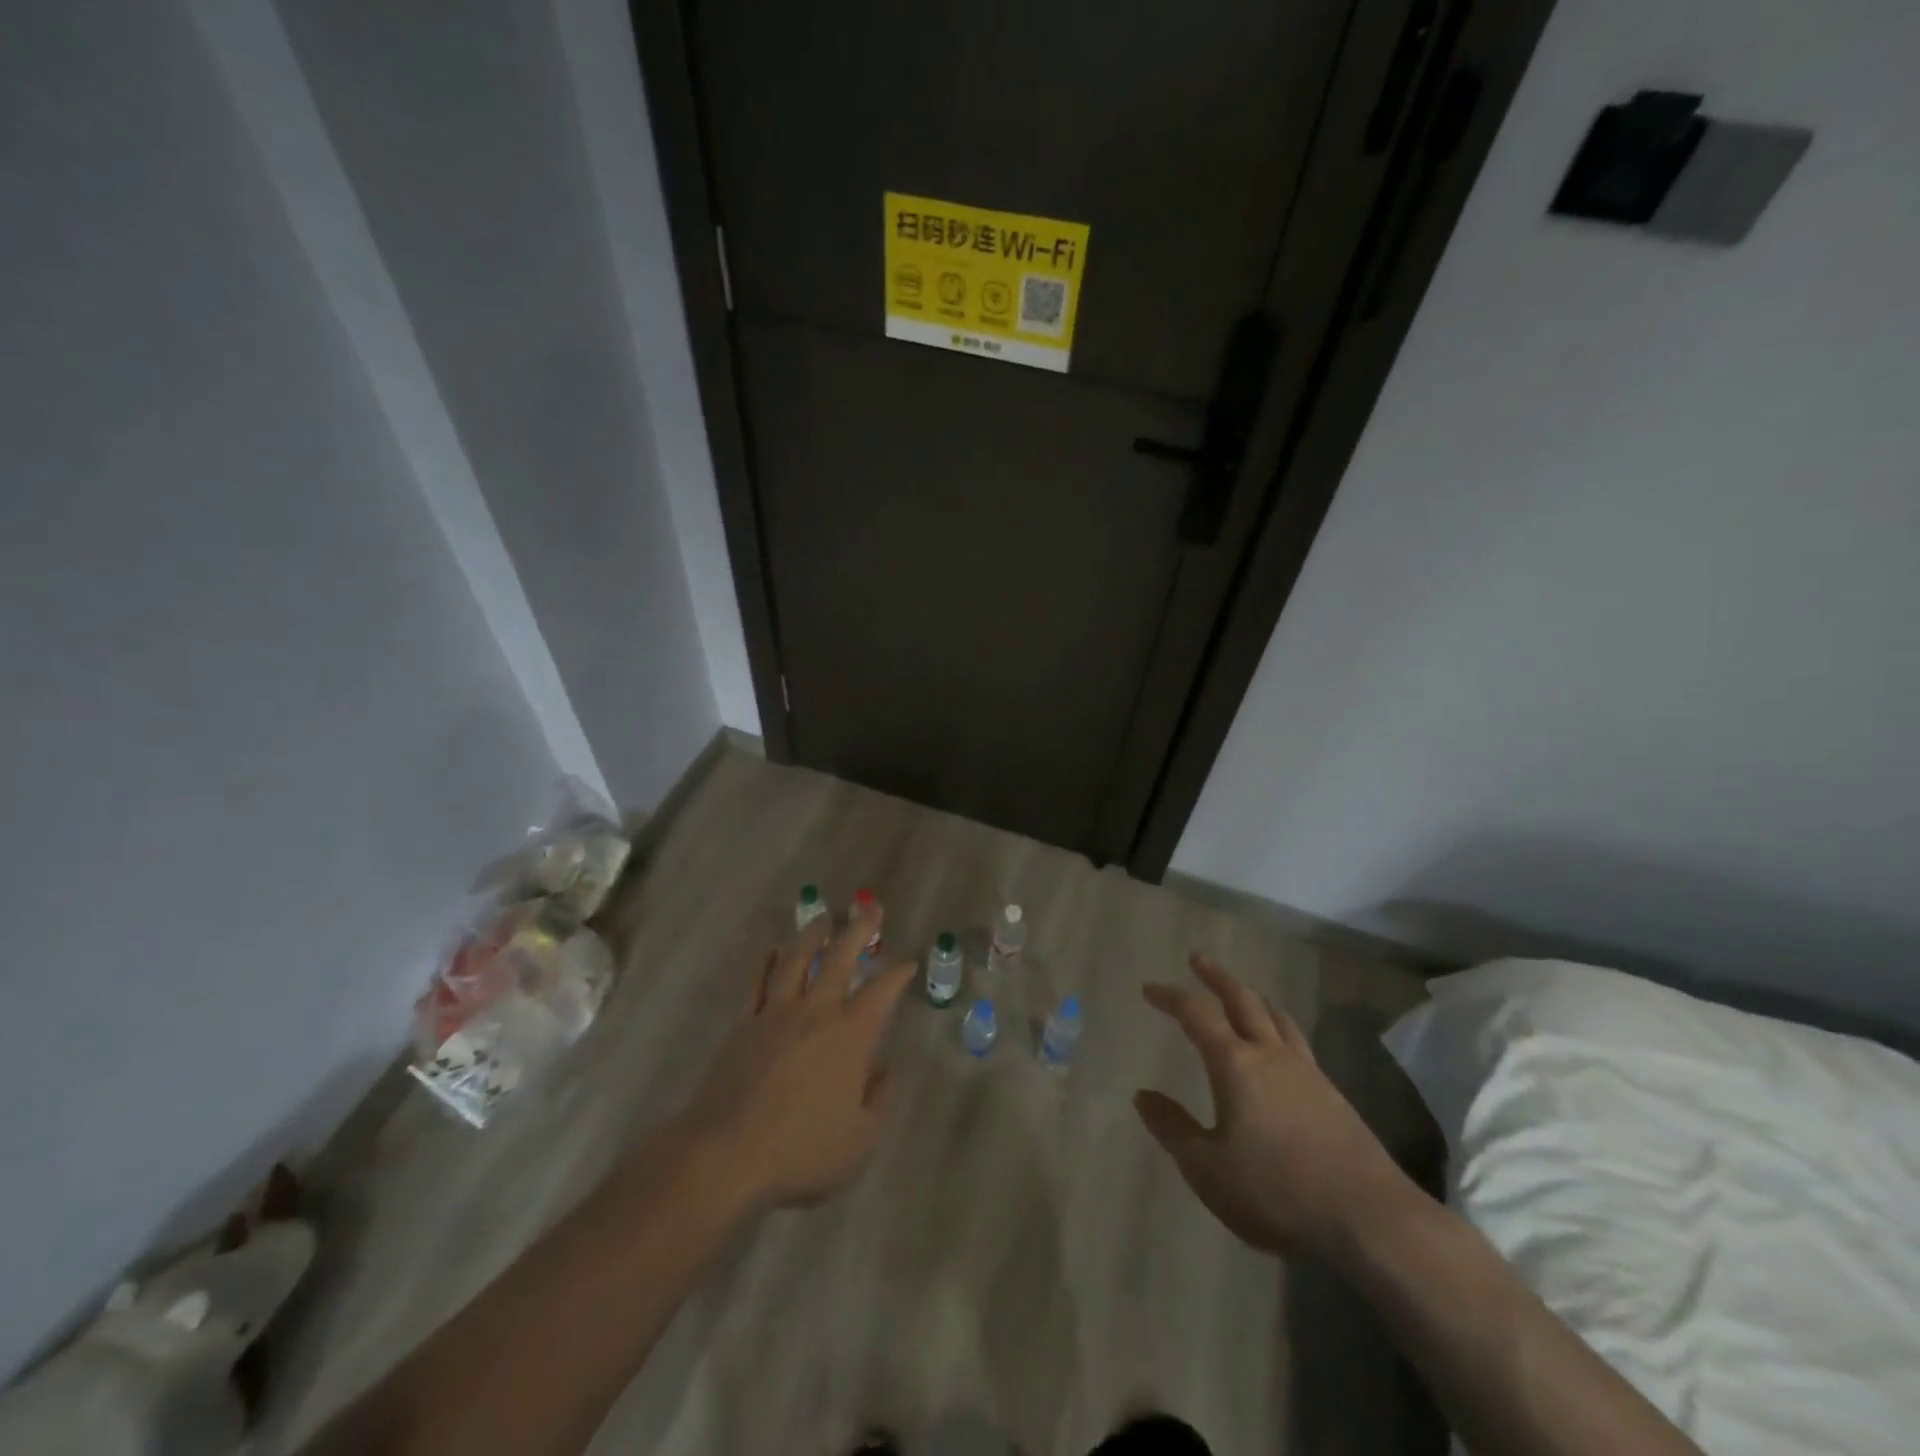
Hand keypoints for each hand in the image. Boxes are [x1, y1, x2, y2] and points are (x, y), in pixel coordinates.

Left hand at [667, 903, 912, 1212]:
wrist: (725, 1154)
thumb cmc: (801, 1151)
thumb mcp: (860, 1140)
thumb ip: (879, 1100)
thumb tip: (887, 1070)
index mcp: (851, 1036)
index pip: (882, 992)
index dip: (898, 973)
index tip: (908, 961)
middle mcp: (816, 1013)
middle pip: (840, 958)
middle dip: (859, 930)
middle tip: (870, 907)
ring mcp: (776, 1013)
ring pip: (797, 959)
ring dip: (813, 934)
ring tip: (823, 917)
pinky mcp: (744, 1024)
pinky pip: (757, 982)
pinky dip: (766, 961)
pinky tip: (771, 950)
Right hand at [1135, 953, 1413, 1259]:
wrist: (1369, 1219)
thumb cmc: (1276, 1191)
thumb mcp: (1207, 1168)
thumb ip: (1172, 1128)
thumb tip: (1142, 1095)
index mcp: (1235, 1063)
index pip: (1196, 1014)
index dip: (1170, 996)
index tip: (1149, 989)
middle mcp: (1271, 1055)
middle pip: (1242, 1000)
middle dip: (1217, 977)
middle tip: (1198, 960)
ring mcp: (1308, 1073)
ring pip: (1277, 1018)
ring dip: (1253, 998)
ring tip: (1242, 995)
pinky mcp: (1334, 1096)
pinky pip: (1298, 1043)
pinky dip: (1279, 1029)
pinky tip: (1281, 1049)